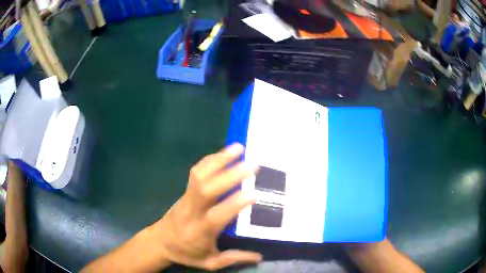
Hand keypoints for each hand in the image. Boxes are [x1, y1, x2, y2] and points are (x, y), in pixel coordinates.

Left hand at [150, 143, 261, 269]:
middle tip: (252, 165)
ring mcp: (187, 197)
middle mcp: (193, 211)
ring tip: (238, 148)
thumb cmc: (186, 253)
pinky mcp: (184, 191)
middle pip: (207, 189)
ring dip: (219, 160)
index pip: (217, 215)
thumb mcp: (210, 262)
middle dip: (230, 175)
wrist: (159, 242)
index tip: (253, 194)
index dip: (234, 204)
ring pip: (199, 175)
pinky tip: (223, 153)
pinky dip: (210, 160)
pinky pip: (196, 172)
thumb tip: (260, 257)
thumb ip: (234, 258)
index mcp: (200, 231)